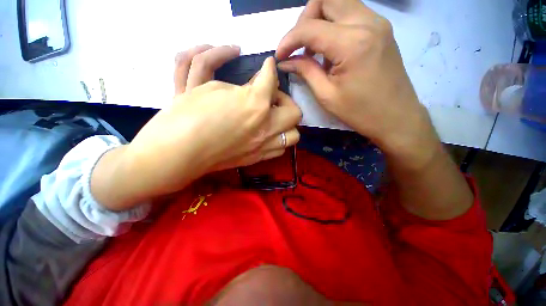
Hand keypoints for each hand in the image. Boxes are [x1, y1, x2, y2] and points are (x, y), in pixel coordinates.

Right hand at [91, 45, 301, 209]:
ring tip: (273, 118)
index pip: (271, 79)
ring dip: (287, 124)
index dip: (269, 68)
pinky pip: (280, 150)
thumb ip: (238, 86)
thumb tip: (254, 85)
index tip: (267, 65)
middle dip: (285, 100)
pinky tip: (268, 134)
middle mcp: (266, 127)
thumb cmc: (188, 115)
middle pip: (295, 112)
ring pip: (293, 135)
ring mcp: (264, 146)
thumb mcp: (211, 88)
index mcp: (256, 105)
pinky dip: (279, 140)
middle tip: (271, 96)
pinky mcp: (257, 158)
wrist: (178, 152)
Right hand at [276, 0, 437, 165]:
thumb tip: (285, 61)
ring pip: (339, 2)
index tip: (280, 55)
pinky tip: (331, 48)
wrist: (396, 117)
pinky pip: (351, 13)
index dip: (289, 40)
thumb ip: (305, 71)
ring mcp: (378, 22)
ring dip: (320, 20)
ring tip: (314, 49)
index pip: (310, 28)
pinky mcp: (381, 28)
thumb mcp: (326, 95)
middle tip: (299, 46)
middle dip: (305, 20)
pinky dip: (334, 24)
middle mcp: (367, 22)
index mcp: (351, 44)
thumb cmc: (359, 112)